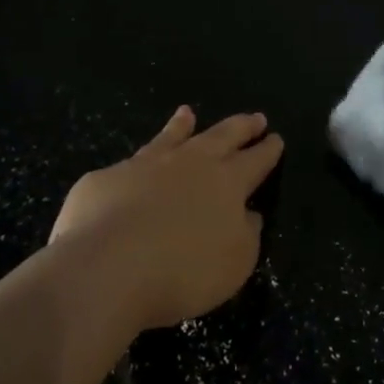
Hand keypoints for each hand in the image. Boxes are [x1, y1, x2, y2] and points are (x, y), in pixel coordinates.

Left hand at [49, 106, 283, 331]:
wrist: (108, 266)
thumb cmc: (183, 272)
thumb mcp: (234, 263)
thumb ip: (246, 235)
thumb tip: (249, 214)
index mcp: (227, 183)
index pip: (255, 161)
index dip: (267, 150)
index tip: (276, 138)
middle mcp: (190, 164)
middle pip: (221, 137)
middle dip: (241, 127)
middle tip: (255, 118)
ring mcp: (146, 166)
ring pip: (171, 138)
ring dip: (182, 126)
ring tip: (187, 112)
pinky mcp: (107, 178)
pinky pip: (129, 164)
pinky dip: (139, 159)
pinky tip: (131, 166)